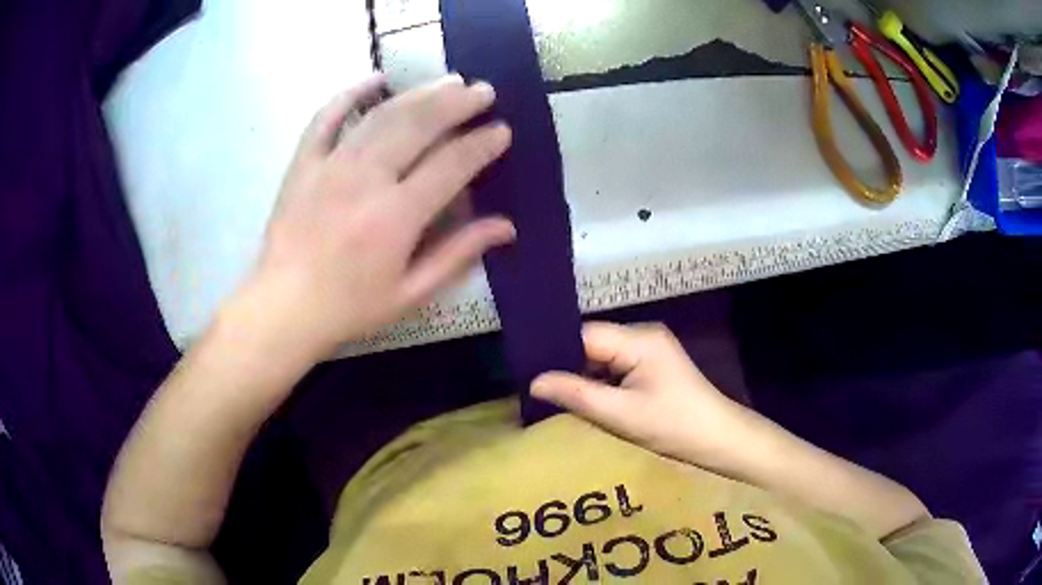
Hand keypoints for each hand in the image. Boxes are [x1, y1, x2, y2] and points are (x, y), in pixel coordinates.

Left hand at [237, 74, 515, 360]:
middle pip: (418, 125)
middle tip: (483, 91)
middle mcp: (366, 179)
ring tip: (449, 81)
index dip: (481, 144)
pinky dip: (351, 93)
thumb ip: (457, 254)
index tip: (502, 130)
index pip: (451, 165)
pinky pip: (327, 117)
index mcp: (396, 217)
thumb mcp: (410, 293)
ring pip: (382, 115)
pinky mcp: (304, 163)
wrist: (283, 308)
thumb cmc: (349, 307)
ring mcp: (331, 165)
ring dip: (420, 93)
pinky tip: (376, 79)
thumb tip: (506, 227)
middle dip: (457, 103)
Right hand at [531, 322, 748, 465]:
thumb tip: (533, 381)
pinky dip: (600, 384)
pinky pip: (616, 369)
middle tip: (536, 389)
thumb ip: (577, 395)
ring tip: (554, 397)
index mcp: (639, 339)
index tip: (526, 370)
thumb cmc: (674, 426)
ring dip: (583, 378)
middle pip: (592, 345)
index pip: (584, 335)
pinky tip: (584, 401)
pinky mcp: (653, 368)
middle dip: (567, 366)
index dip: (555, 350)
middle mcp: (643, 336)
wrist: (721, 440)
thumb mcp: (622, 414)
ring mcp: (650, 351)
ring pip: (602, 359)